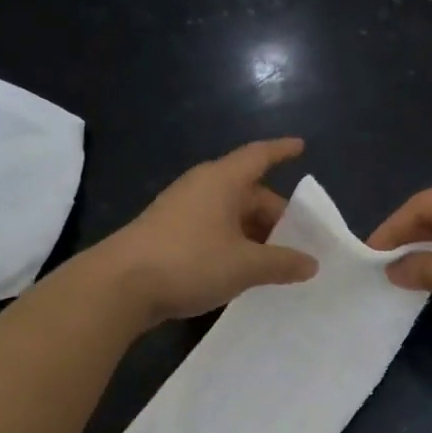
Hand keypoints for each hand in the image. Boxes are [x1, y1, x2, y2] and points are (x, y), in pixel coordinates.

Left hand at [100, 138, 317, 324]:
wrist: (119, 286)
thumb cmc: (190, 261)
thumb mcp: (245, 266)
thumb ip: (282, 263)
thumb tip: (311, 263)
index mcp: (222, 180)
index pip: (259, 156)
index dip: (281, 151)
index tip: (301, 146)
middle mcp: (201, 187)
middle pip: (247, 191)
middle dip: (274, 214)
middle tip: (298, 240)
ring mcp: (181, 210)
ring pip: (229, 214)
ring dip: (253, 232)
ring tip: (275, 259)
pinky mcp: (167, 234)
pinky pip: (211, 230)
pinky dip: (232, 243)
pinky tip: (241, 269)